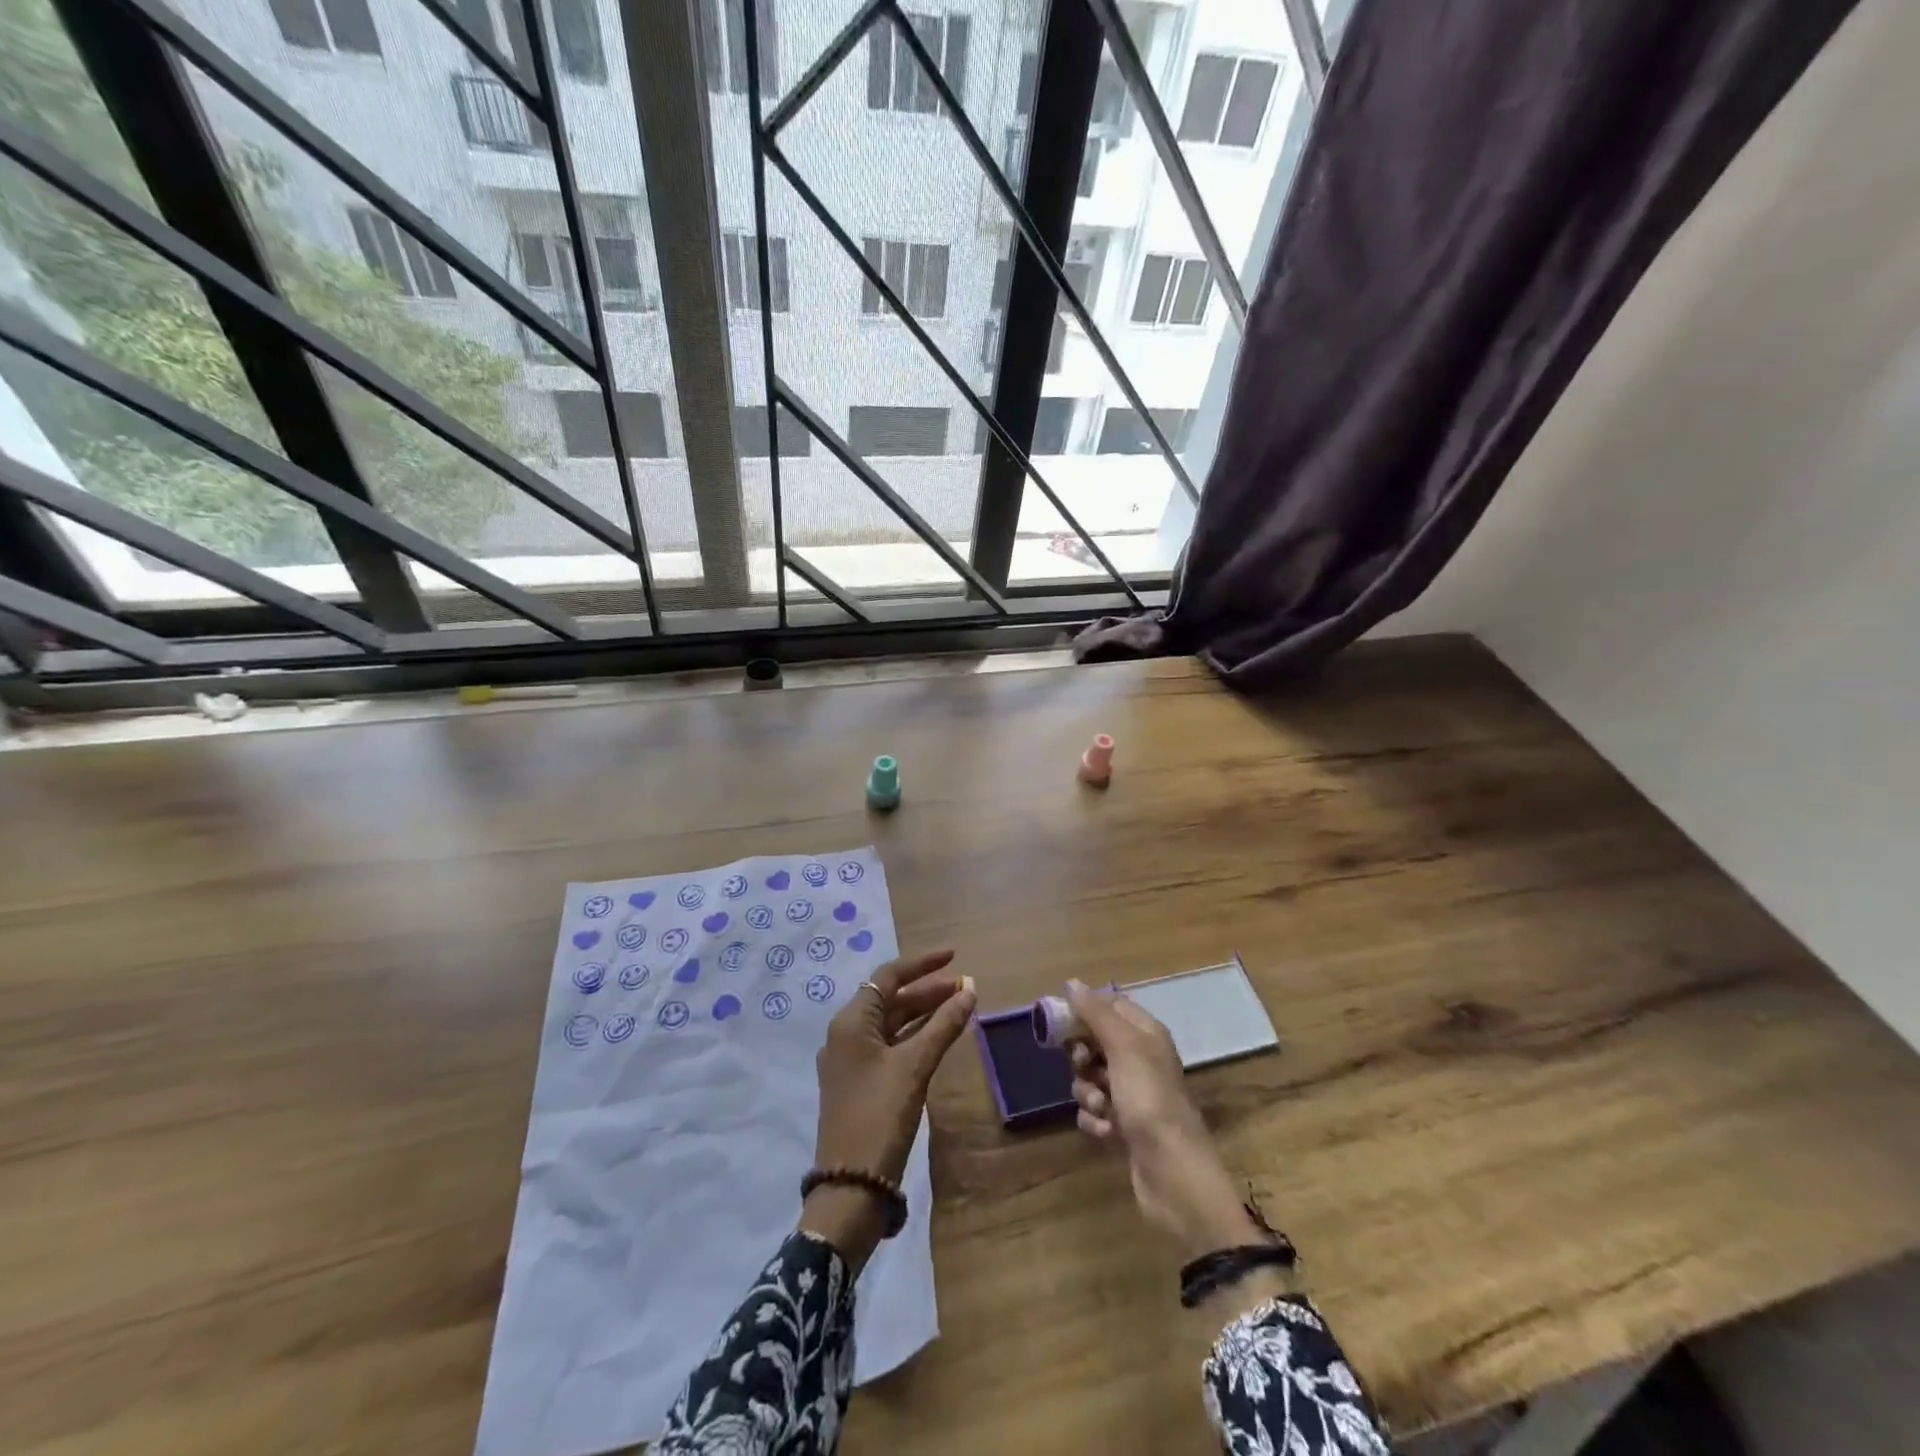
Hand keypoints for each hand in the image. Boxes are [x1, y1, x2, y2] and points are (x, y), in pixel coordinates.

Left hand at [800, 949, 976, 1271]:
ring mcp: (850, 1061)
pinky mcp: (859, 1083)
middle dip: (928, 991)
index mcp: (851, 1021)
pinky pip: (890, 1046)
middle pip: (890, 999)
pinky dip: (915, 1037)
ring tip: (960, 1007)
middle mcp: (846, 1034)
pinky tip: (939, 1038)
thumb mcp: (914, 1067)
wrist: (851, 1186)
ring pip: (892, 1024)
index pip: (888, 976)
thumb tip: (970, 989)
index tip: (954, 956)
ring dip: (923, 1014)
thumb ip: (943, 1025)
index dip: (922, 964)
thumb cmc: (880, 1116)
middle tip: (966, 987)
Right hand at [1066, 980, 1266, 1260]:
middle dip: (1081, 1057)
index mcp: (1146, 1034)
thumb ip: (1096, 1013)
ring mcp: (1132, 1095)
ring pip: (1090, 1078)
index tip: (1060, 1022)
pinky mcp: (1123, 1127)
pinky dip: (1094, 1119)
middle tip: (1082, 1066)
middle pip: (1095, 1042)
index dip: (1084, 1011)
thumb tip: (1072, 982)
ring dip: (1087, 1092)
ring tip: (1101, 1108)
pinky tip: (1105, 1132)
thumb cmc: (1150, 1100)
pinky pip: (1094, 1111)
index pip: (1109, 1006)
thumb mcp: (1124, 1048)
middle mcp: (1140, 1060)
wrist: (1174, 1175)